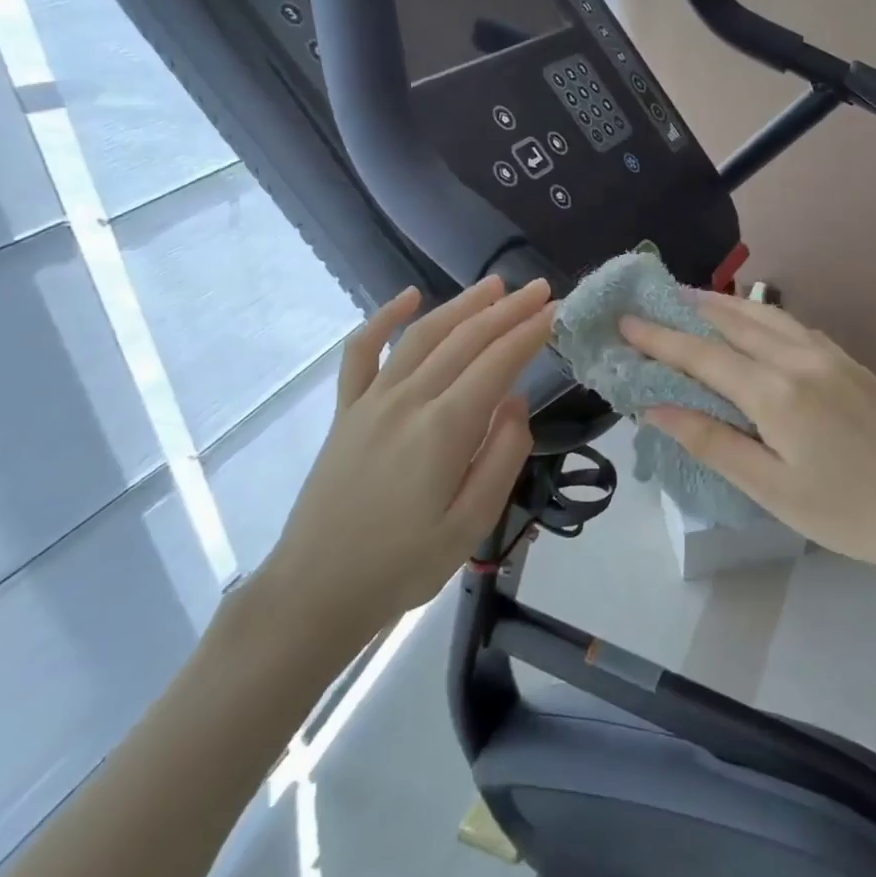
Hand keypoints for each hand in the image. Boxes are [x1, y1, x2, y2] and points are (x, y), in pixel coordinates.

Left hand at [256, 277, 553, 668]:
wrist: (317, 590)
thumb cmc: (404, 564)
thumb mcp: (472, 523)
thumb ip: (503, 455)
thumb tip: (515, 402)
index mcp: (444, 428)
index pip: (498, 362)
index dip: (531, 332)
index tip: (558, 310)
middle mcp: (408, 400)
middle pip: (465, 339)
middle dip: (507, 310)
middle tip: (540, 288)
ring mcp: (371, 401)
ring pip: (422, 335)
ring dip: (461, 305)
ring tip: (495, 286)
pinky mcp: (347, 411)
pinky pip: (362, 352)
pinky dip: (383, 318)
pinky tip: (407, 298)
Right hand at [620, 291, 875, 587]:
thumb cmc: (848, 512)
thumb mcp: (771, 490)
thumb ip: (712, 443)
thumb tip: (656, 408)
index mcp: (776, 393)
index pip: (703, 355)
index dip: (659, 338)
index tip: (624, 321)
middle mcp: (800, 360)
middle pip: (733, 322)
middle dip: (687, 309)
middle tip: (652, 299)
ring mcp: (830, 356)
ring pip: (766, 317)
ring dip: (724, 305)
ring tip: (692, 298)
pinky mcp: (851, 363)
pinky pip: (794, 327)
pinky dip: (761, 317)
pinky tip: (754, 323)